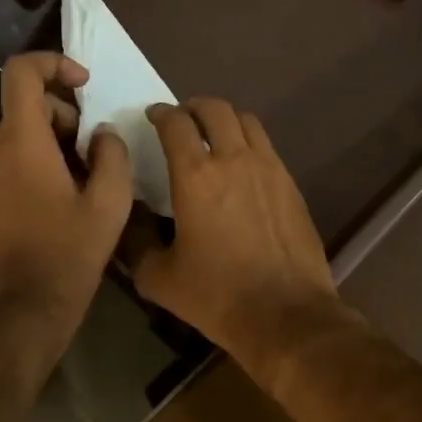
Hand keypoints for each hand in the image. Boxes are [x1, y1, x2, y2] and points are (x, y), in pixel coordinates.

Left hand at [0, 53, 132, 356]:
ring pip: (20, 132)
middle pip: (27, 104)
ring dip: (55, 141)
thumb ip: (112, 154)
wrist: (21, 311)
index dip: (54, 63)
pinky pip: (10, 157)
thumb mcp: (109, 203)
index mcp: (20, 140)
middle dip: (66, 115)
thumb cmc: (67, 254)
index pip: (22, 71)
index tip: (85, 84)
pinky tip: (61, 197)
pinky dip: (37, 159)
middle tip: (95, 153)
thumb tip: (101, 133)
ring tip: (84, 180)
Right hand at [132, 99, 346, 391]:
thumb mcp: (158, 277)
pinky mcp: (291, 185)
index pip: (175, 123)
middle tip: (182, 122)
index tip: (152, 116)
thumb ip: (136, 241)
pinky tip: (242, 169)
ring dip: (225, 120)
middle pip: (215, 109)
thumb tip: (129, 217)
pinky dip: (248, 143)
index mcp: (196, 175)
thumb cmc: (216, 295)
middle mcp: (234, 159)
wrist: (286, 314)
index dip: (161, 113)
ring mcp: (269, 168)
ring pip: (246, 121)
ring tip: (213, 137)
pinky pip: (267, 147)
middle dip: (194, 107)